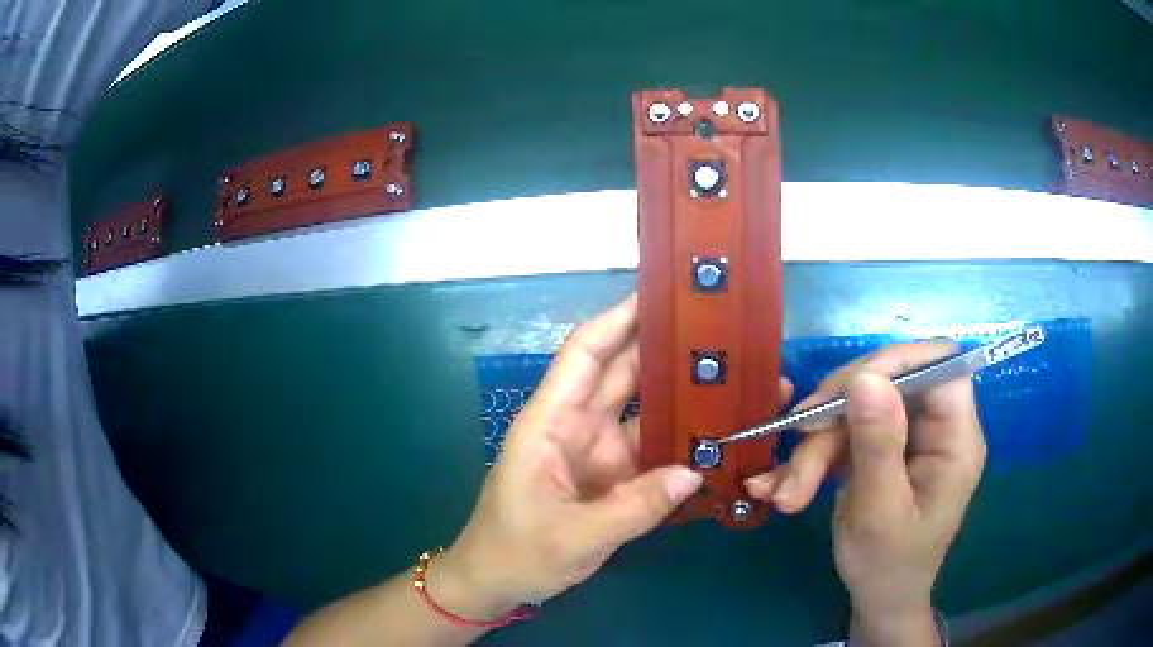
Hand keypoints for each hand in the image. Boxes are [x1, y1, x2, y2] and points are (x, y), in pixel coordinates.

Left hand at [434, 294, 703, 614]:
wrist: (498, 584)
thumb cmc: (517, 552)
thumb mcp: (575, 536)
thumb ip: (637, 507)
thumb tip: (697, 471)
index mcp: (550, 422)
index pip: (584, 354)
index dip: (618, 319)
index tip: (661, 295)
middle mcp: (576, 426)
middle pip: (621, 372)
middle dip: (663, 348)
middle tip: (717, 328)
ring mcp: (597, 451)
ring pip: (643, 410)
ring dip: (681, 394)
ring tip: (731, 376)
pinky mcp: (612, 477)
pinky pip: (652, 449)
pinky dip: (681, 441)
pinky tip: (718, 433)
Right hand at [745, 342, 986, 644]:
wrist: (877, 599)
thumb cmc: (888, 565)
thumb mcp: (880, 511)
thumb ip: (877, 444)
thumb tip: (865, 376)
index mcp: (956, 438)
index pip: (940, 365)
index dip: (897, 362)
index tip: (847, 388)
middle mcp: (936, 428)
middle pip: (890, 383)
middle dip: (839, 413)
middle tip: (798, 441)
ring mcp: (907, 437)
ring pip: (858, 409)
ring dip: (816, 446)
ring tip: (785, 493)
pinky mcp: (882, 448)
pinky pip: (845, 432)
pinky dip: (811, 457)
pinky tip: (781, 486)